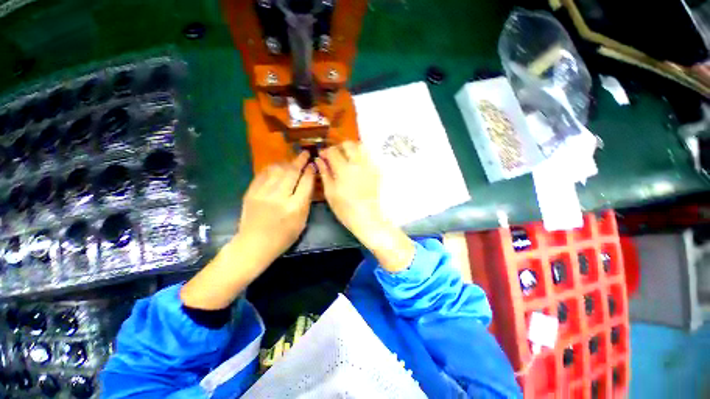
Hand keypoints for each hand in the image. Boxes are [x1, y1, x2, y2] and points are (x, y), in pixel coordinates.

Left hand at [238, 151, 315, 262]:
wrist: (254, 245)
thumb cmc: (283, 237)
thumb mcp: (302, 222)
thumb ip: (305, 201)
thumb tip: (308, 182)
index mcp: (295, 208)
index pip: (306, 183)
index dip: (310, 171)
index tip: (313, 164)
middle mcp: (279, 198)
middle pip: (292, 172)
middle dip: (300, 160)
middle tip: (306, 153)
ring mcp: (263, 194)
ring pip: (277, 170)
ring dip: (287, 163)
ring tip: (292, 160)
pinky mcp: (251, 193)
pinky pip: (263, 174)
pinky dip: (272, 168)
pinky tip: (277, 167)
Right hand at [317, 142, 414, 271]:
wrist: (368, 218)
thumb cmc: (345, 209)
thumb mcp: (330, 193)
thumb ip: (325, 173)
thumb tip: (318, 160)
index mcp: (344, 169)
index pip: (333, 151)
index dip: (325, 151)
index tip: (321, 156)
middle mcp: (358, 163)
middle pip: (348, 144)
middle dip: (338, 147)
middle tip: (333, 156)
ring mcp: (369, 166)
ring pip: (360, 147)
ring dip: (351, 149)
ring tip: (345, 158)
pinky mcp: (376, 171)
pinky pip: (368, 156)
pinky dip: (360, 155)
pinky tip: (356, 165)